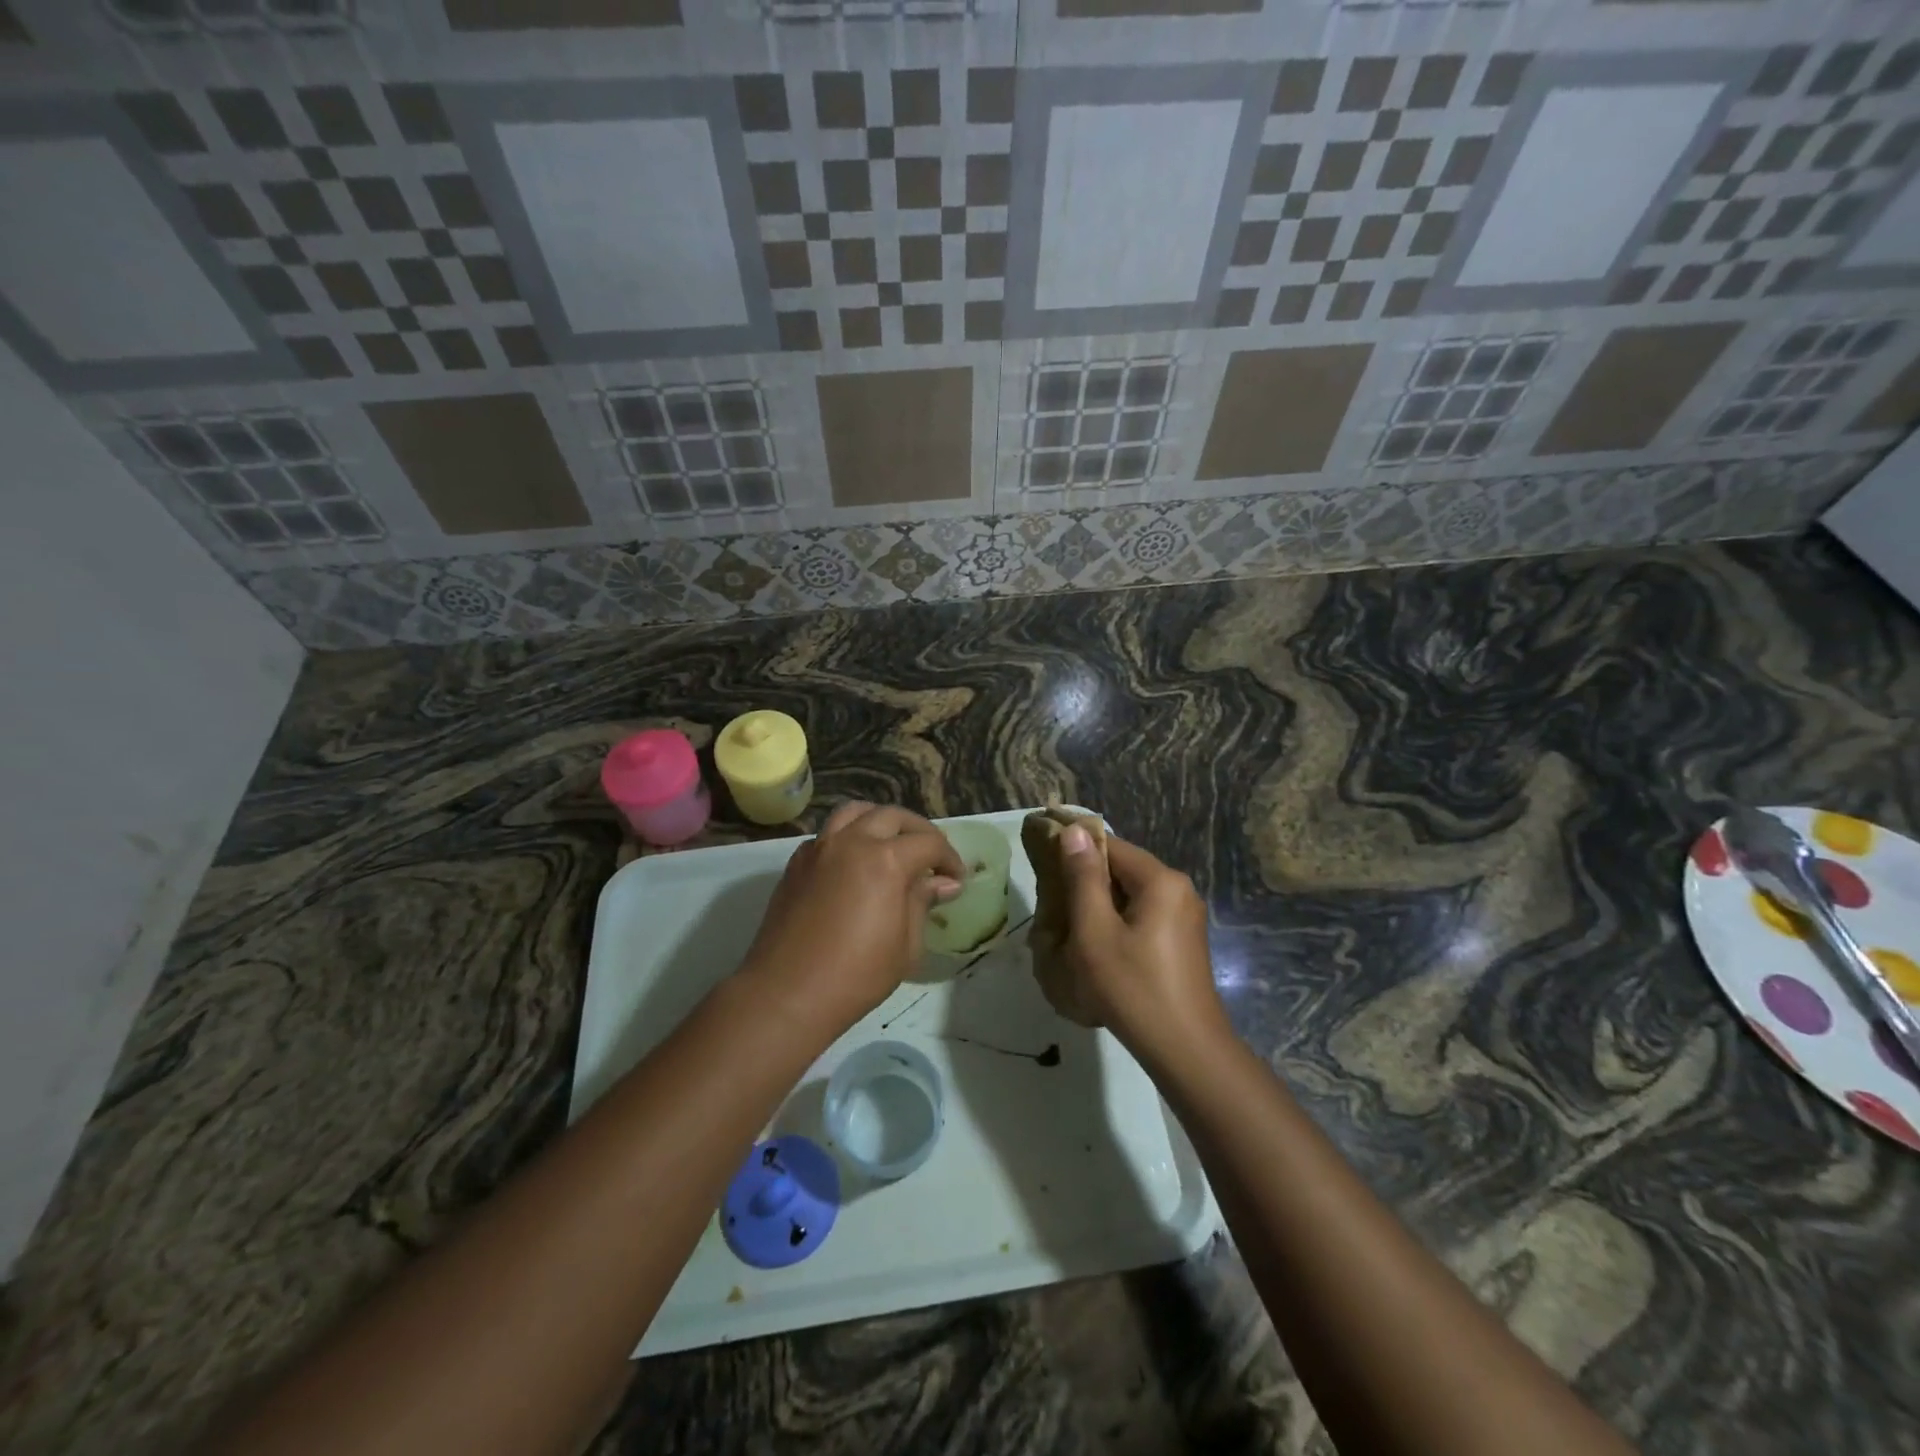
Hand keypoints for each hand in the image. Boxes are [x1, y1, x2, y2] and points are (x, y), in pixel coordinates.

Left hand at [740, 802, 963, 1036]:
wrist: (787, 993)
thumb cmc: (856, 975)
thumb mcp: (906, 945)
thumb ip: (923, 902)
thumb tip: (944, 883)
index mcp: (885, 860)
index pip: (928, 843)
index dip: (949, 858)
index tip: (957, 878)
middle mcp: (851, 842)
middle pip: (892, 816)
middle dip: (918, 831)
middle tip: (931, 857)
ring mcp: (819, 848)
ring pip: (854, 813)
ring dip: (879, 821)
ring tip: (891, 844)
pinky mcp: (796, 863)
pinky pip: (827, 834)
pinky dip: (848, 837)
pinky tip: (854, 864)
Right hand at [1056, 830, 1226, 1058]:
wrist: (1185, 1050)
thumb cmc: (1133, 987)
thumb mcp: (1096, 931)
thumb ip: (1083, 878)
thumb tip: (1075, 831)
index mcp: (1161, 880)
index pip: (1111, 846)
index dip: (1076, 850)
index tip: (1044, 864)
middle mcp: (1180, 889)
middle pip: (1124, 870)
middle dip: (1088, 882)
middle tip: (1053, 904)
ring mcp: (1186, 917)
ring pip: (1132, 895)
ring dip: (1101, 905)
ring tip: (1070, 928)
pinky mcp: (1184, 941)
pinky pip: (1144, 916)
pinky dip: (1119, 922)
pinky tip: (1100, 948)